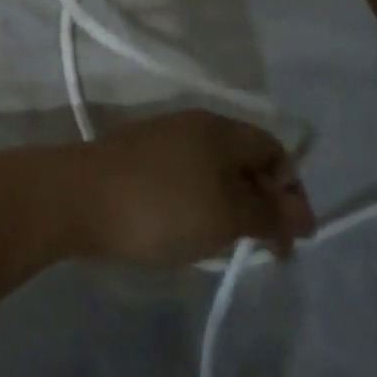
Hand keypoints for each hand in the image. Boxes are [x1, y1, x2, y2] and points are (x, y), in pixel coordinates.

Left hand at [69, 111, 316, 265]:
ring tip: (230, 247)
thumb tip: (300, 214)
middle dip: (264, 203)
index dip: (292, 191)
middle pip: (245, 160)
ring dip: (233, 208)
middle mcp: (193, 126)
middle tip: (266, 250)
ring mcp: (162, 141)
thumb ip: (267, 213)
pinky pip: (187, 181)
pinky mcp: (139, 162)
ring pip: (215, 173)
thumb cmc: (160, 205)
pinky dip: (202, 206)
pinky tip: (193, 235)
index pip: (274, 149)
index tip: (293, 237)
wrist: (76, 198)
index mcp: (219, 129)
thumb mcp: (225, 214)